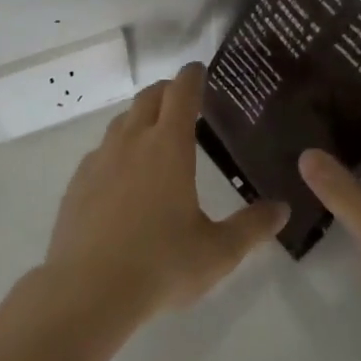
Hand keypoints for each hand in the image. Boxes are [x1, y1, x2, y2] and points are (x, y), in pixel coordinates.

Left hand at [44, 63, 287, 327]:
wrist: (86, 292)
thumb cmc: (160, 265)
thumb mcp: (218, 251)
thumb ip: (252, 227)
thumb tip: (282, 208)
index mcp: (168, 146)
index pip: (181, 93)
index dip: (192, 76)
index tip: (199, 69)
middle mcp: (132, 141)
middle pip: (148, 98)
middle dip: (167, 90)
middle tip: (182, 98)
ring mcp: (100, 159)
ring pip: (121, 121)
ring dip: (140, 116)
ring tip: (154, 133)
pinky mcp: (77, 182)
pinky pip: (101, 151)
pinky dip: (117, 148)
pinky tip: (122, 175)